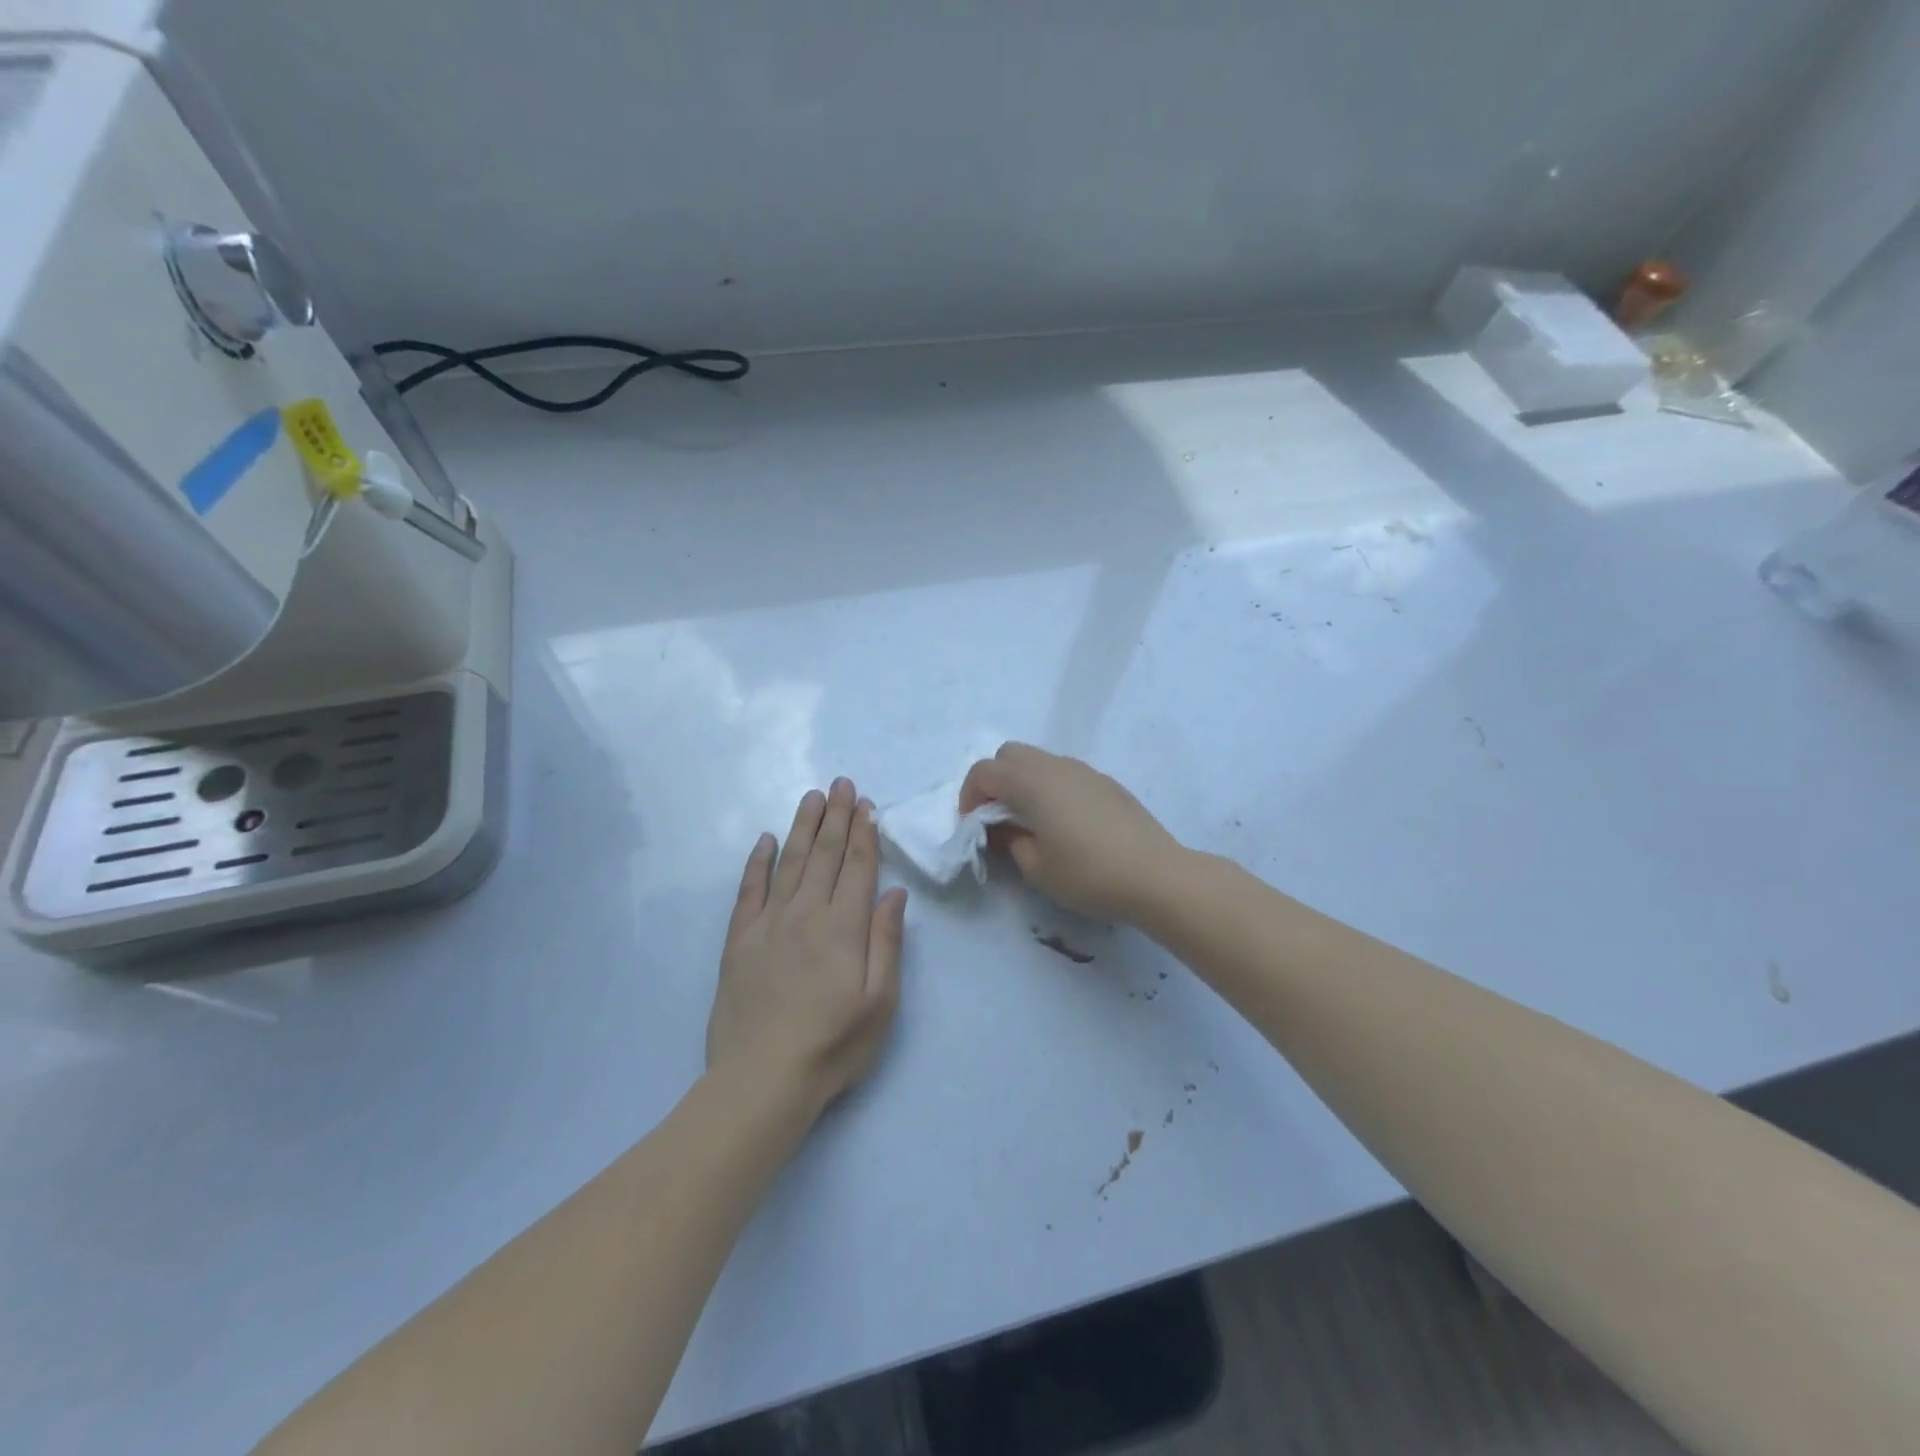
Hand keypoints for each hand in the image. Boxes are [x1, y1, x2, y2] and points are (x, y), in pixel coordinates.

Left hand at [707, 778, 908, 1108]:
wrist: (761, 1080)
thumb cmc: (833, 1045)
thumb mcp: (880, 1002)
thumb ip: (887, 942)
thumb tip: (893, 893)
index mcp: (844, 927)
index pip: (858, 867)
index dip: (864, 833)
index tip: (866, 804)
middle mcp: (806, 913)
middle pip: (826, 855)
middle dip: (836, 816)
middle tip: (841, 783)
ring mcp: (768, 923)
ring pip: (791, 862)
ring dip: (803, 827)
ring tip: (812, 797)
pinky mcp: (739, 940)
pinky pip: (749, 889)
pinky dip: (758, 862)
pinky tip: (766, 840)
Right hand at [959, 743, 1181, 921]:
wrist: (1156, 875)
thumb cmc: (1088, 874)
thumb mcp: (1036, 868)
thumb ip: (1010, 842)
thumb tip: (1004, 829)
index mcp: (1032, 782)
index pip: (984, 771)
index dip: (969, 795)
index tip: (972, 825)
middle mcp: (1056, 766)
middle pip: (1010, 754)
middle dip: (994, 780)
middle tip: (996, 817)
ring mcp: (1085, 771)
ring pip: (1040, 760)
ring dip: (1024, 782)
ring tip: (1030, 821)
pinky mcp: (1107, 783)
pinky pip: (1065, 773)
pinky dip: (1050, 788)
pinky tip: (1064, 823)